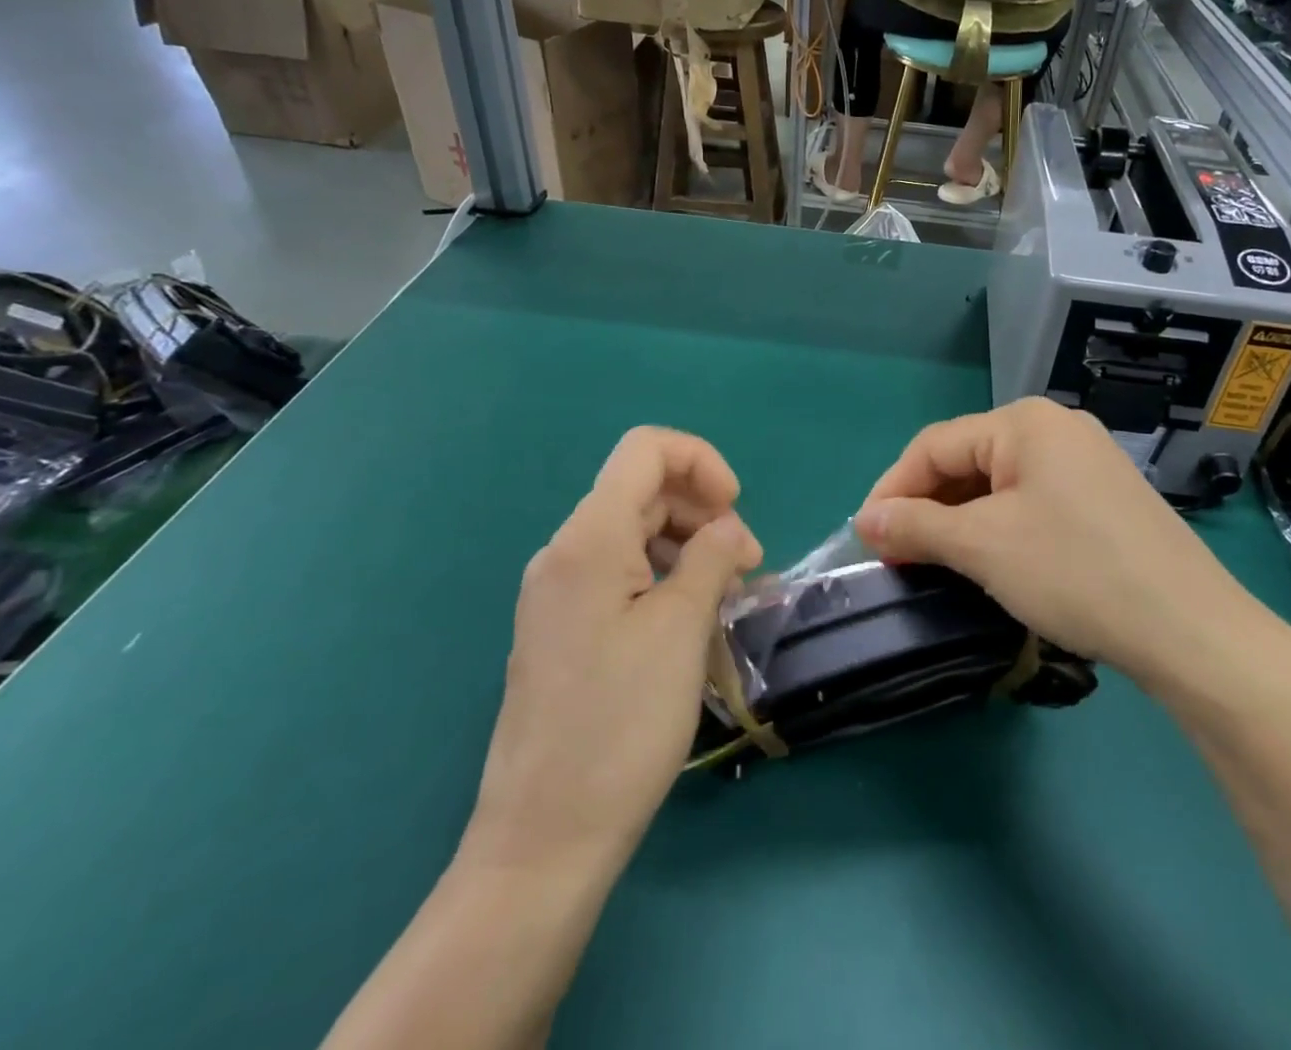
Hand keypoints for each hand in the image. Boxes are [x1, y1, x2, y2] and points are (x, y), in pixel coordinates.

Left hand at [463, 428, 761, 875]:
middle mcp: (565, 554)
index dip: (701, 461)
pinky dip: (665, 579)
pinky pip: (621, 575)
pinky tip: (694, 622)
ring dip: (689, 547)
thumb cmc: (620, 724)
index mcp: (587, 539)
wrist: (545, 840)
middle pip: (642, 491)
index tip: (735, 509)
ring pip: (635, 534)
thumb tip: (727, 527)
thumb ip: (710, 557)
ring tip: (727, 597)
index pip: (645, 450)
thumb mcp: (681, 629)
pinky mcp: (564, 629)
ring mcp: (559, 594)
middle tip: (746, 565)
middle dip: (702, 511)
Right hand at [854, 399, 1264, 681]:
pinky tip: (989, 560)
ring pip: (999, 484)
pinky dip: (999, 527)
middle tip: (897, 556)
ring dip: (960, 520)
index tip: (865, 538)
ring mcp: (1087, 462)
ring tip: (935, 562)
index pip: (935, 445)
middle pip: (968, 460)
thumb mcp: (983, 546)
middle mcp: (1056, 428)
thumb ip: (915, 526)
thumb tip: (865, 520)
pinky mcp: (1105, 498)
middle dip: (927, 507)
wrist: (1191, 630)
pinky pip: (1032, 501)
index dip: (892, 489)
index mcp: (1025, 422)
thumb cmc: (1074, 571)